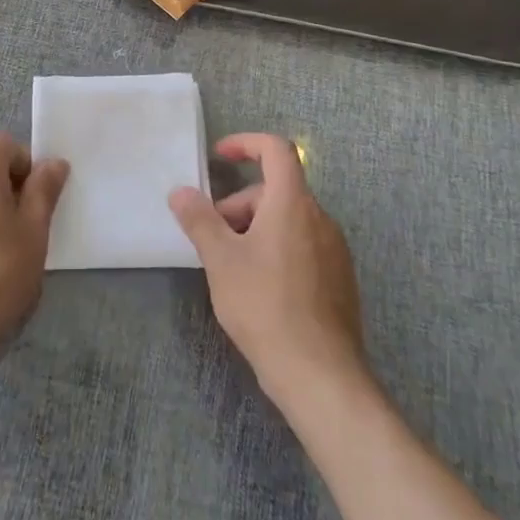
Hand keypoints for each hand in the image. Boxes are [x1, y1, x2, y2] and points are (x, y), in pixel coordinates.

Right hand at [169, 133, 366, 404]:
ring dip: (256, 228)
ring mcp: (334, 250)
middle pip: (277, 190)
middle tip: (213, 237)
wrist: (321, 375)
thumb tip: (180, 192)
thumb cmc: (265, 306)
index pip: (276, 149)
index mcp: (293, 202)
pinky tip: (259, 288)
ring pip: (289, 219)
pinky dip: (277, 249)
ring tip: (232, 266)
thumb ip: (199, 220)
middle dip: (240, 204)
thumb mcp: (221, 260)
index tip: (219, 157)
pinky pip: (303, 245)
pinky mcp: (340, 279)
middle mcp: (320, 217)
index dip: (246, 143)